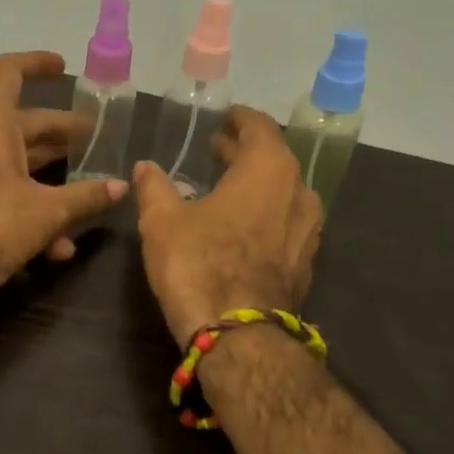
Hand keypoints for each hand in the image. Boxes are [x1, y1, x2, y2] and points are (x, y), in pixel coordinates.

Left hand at [0, 51, 125, 315]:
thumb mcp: (48, 211)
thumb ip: (87, 196)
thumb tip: (121, 187)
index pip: (9, 72)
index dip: (37, 64)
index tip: (64, 68)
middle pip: (24, 124)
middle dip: (62, 134)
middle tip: (96, 141)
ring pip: (18, 164)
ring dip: (54, 181)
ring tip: (90, 195)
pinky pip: (5, 194)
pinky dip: (33, 212)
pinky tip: (60, 247)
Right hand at [133, 106, 321, 343]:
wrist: (238, 334)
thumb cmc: (199, 264)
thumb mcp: (162, 221)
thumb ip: (155, 187)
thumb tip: (145, 167)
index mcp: (269, 169)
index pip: (259, 128)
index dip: (240, 120)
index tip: (225, 119)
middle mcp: (299, 192)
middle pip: (274, 160)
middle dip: (245, 153)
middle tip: (218, 150)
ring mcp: (308, 231)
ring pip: (282, 194)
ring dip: (256, 187)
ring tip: (227, 189)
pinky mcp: (305, 264)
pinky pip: (285, 225)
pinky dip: (265, 217)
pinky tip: (241, 229)